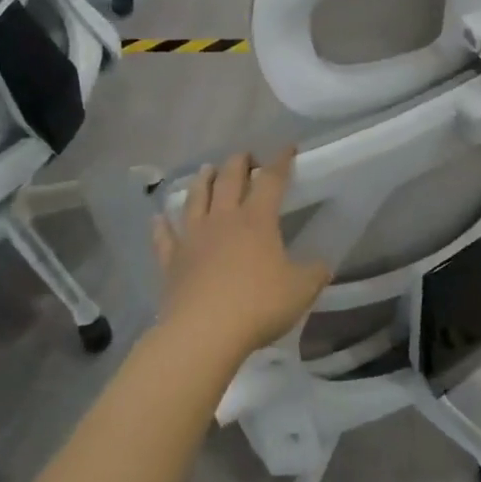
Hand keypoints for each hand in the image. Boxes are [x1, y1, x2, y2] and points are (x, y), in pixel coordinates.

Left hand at [151, 150, 330, 360]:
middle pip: (229, 180)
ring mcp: (193, 238)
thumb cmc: (258, 305)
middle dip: (239, 163)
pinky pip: (164, 237)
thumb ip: (314, 273)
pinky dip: (161, 225)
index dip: (280, 161)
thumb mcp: (301, 290)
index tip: (287, 148)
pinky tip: (158, 217)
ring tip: (207, 169)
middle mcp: (224, 220)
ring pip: (196, 199)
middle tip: (245, 155)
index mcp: (257, 220)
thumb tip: (322, 265)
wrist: (204, 332)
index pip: (271, 180)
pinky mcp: (171, 261)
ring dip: (203, 181)